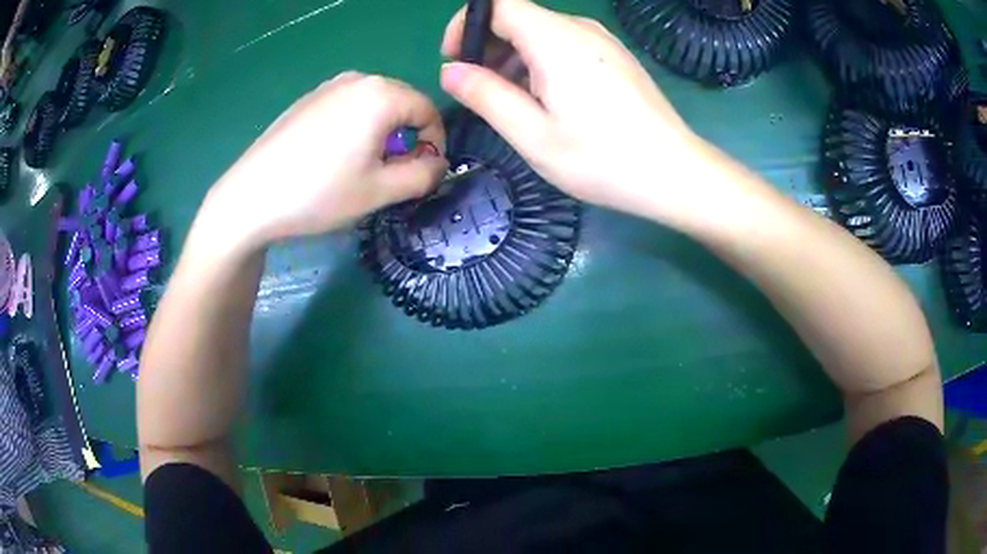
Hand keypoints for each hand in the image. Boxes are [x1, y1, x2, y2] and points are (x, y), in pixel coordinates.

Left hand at [209, 72, 446, 247]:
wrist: (250, 197)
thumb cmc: (318, 194)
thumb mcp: (381, 191)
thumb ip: (424, 175)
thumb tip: (438, 164)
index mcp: (381, 94)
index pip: (429, 111)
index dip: (435, 144)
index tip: (424, 174)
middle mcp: (358, 79)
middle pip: (402, 105)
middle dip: (407, 138)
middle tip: (391, 175)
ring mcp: (328, 86)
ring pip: (374, 106)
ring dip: (381, 134)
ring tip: (360, 168)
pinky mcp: (307, 99)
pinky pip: (347, 108)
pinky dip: (355, 128)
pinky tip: (331, 158)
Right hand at [440, 0, 706, 220]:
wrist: (675, 173)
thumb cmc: (603, 159)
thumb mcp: (533, 135)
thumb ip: (486, 96)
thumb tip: (451, 71)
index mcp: (555, 40)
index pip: (497, 4)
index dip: (468, 24)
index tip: (457, 60)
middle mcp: (580, 29)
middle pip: (520, 17)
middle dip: (489, 47)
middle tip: (482, 91)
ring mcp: (603, 42)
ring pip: (543, 33)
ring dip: (516, 59)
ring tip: (515, 103)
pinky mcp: (616, 57)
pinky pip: (568, 46)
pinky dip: (544, 64)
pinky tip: (550, 102)